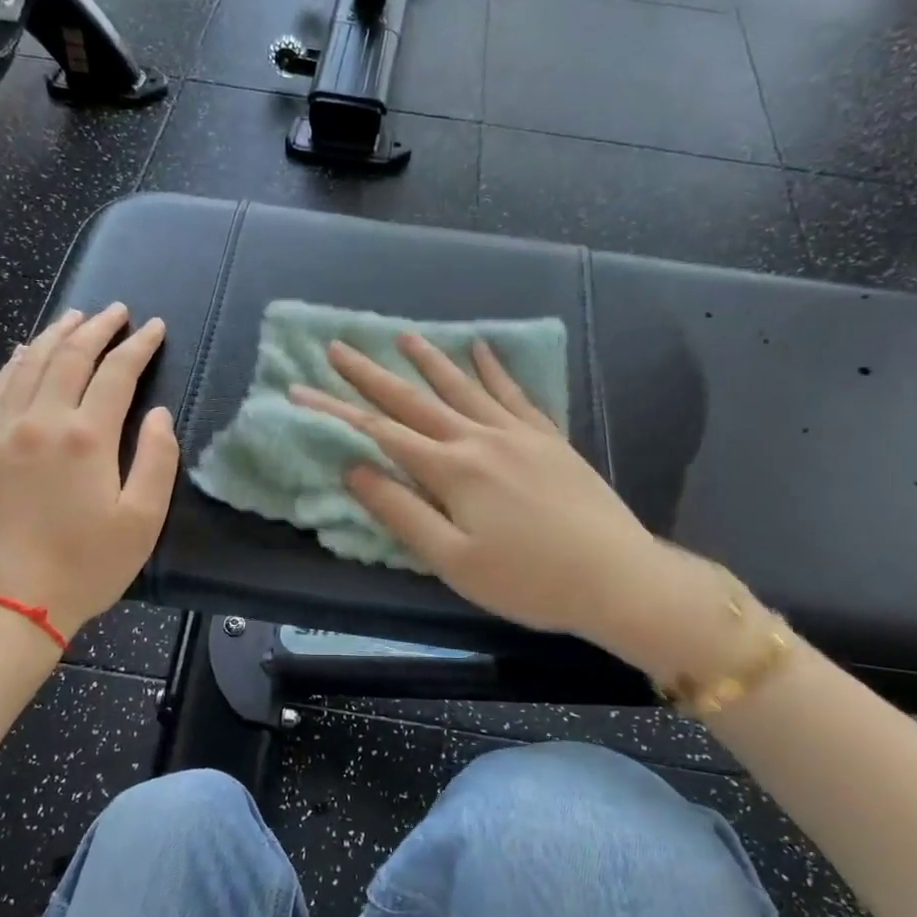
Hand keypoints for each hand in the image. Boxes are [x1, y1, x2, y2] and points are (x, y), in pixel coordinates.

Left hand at [0, 304, 177, 640]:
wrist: (7, 604)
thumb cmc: (85, 567)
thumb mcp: (142, 521)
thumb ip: (156, 460)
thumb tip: (156, 414)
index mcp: (86, 437)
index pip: (117, 373)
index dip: (138, 346)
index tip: (154, 328)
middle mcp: (41, 421)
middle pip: (70, 357)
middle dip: (97, 328)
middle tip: (117, 311)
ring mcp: (0, 432)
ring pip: (28, 365)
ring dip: (55, 335)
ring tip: (75, 318)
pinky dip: (14, 363)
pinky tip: (23, 352)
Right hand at [291, 334, 660, 647]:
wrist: (617, 578)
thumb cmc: (528, 580)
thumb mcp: (453, 560)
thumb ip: (401, 512)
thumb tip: (354, 470)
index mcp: (452, 469)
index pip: (380, 432)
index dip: (336, 411)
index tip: (299, 390)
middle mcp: (480, 439)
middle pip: (415, 400)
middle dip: (371, 374)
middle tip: (337, 347)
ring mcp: (518, 434)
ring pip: (463, 388)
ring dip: (429, 361)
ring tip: (403, 336)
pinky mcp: (549, 439)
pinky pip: (514, 394)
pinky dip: (494, 370)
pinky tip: (482, 349)